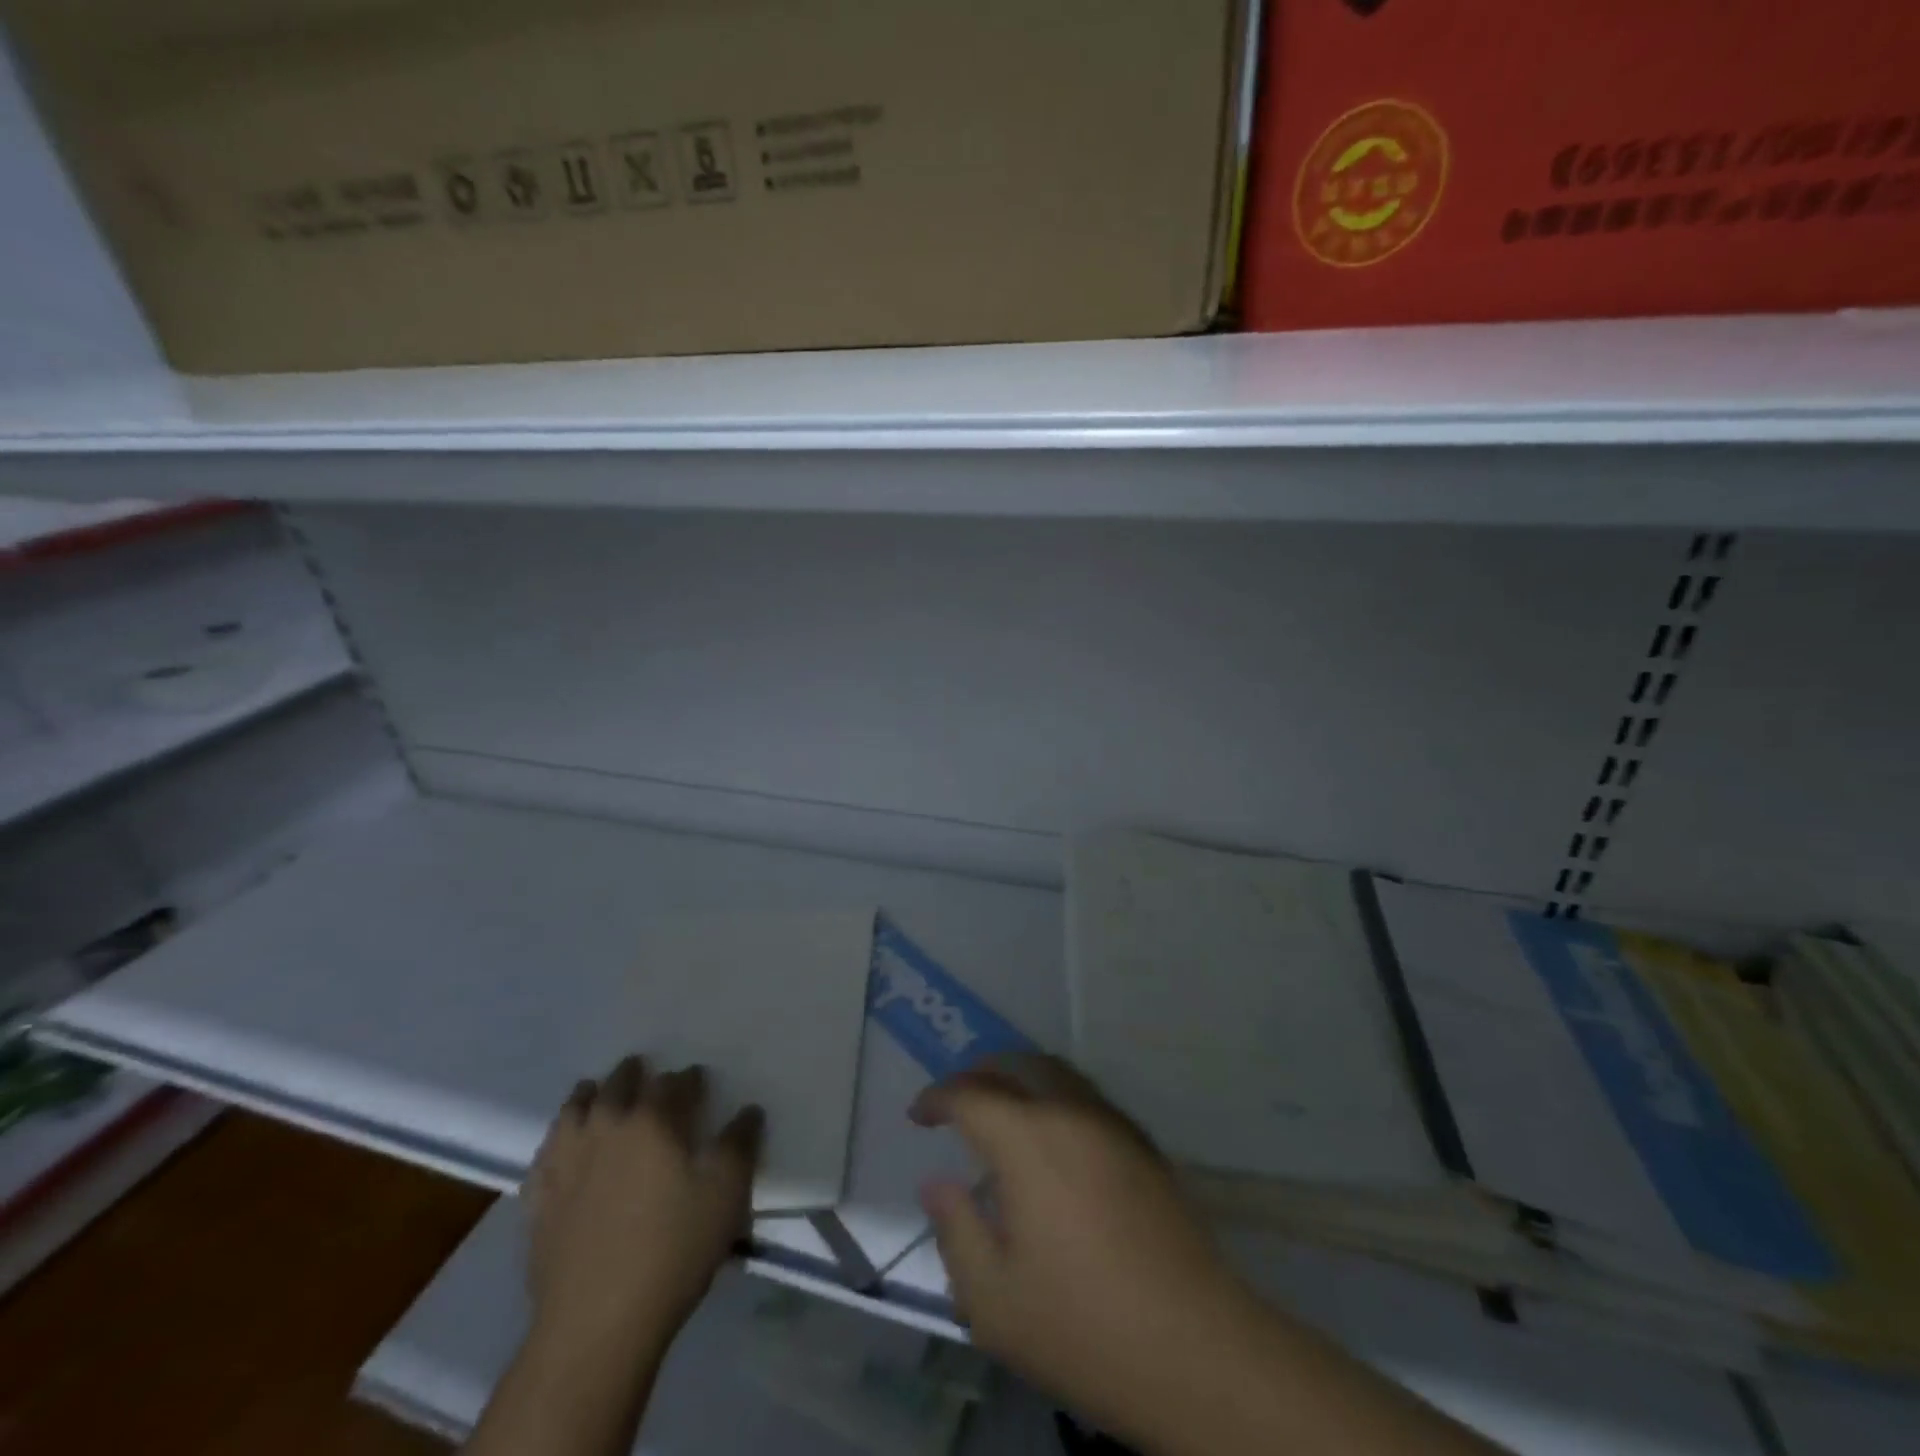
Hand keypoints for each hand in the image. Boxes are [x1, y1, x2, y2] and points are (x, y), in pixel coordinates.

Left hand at [526, 1056, 763, 1359]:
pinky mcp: (539, 1199)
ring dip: (589, 1094)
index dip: (689, 1079)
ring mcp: (566, 1162)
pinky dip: (557, 1138)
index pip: (675, 1083)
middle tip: (644, 1071)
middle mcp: (607, 1127)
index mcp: (654, 1120)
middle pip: (619, 1085)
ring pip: (575, 1109)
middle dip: (635, 1073)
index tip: (697, 1082)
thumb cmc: (674, 1249)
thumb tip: (748, 1111)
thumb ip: (740, 1143)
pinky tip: (562, 1145)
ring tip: (597, 1091)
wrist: (598, 1322)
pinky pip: (545, 1153)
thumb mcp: (727, 1193)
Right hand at [909, 1056, 1257, 1440]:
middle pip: (1018, 1064)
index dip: (938, 1098)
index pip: (971, 1095)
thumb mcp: (993, 1300)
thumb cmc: (1083, 1327)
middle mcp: (1070, 1113)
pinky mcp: (1143, 1146)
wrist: (1196, 1349)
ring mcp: (1113, 1125)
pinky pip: (1087, 1096)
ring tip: (999, 1107)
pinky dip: (1055, 1095)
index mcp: (1028, 1140)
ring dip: (1020, 1076)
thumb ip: (956, 1230)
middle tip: (956, 1100)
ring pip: (1057, 1072)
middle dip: (979, 1072)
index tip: (918, 1115)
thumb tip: (938, 1182)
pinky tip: (1052, 1137)